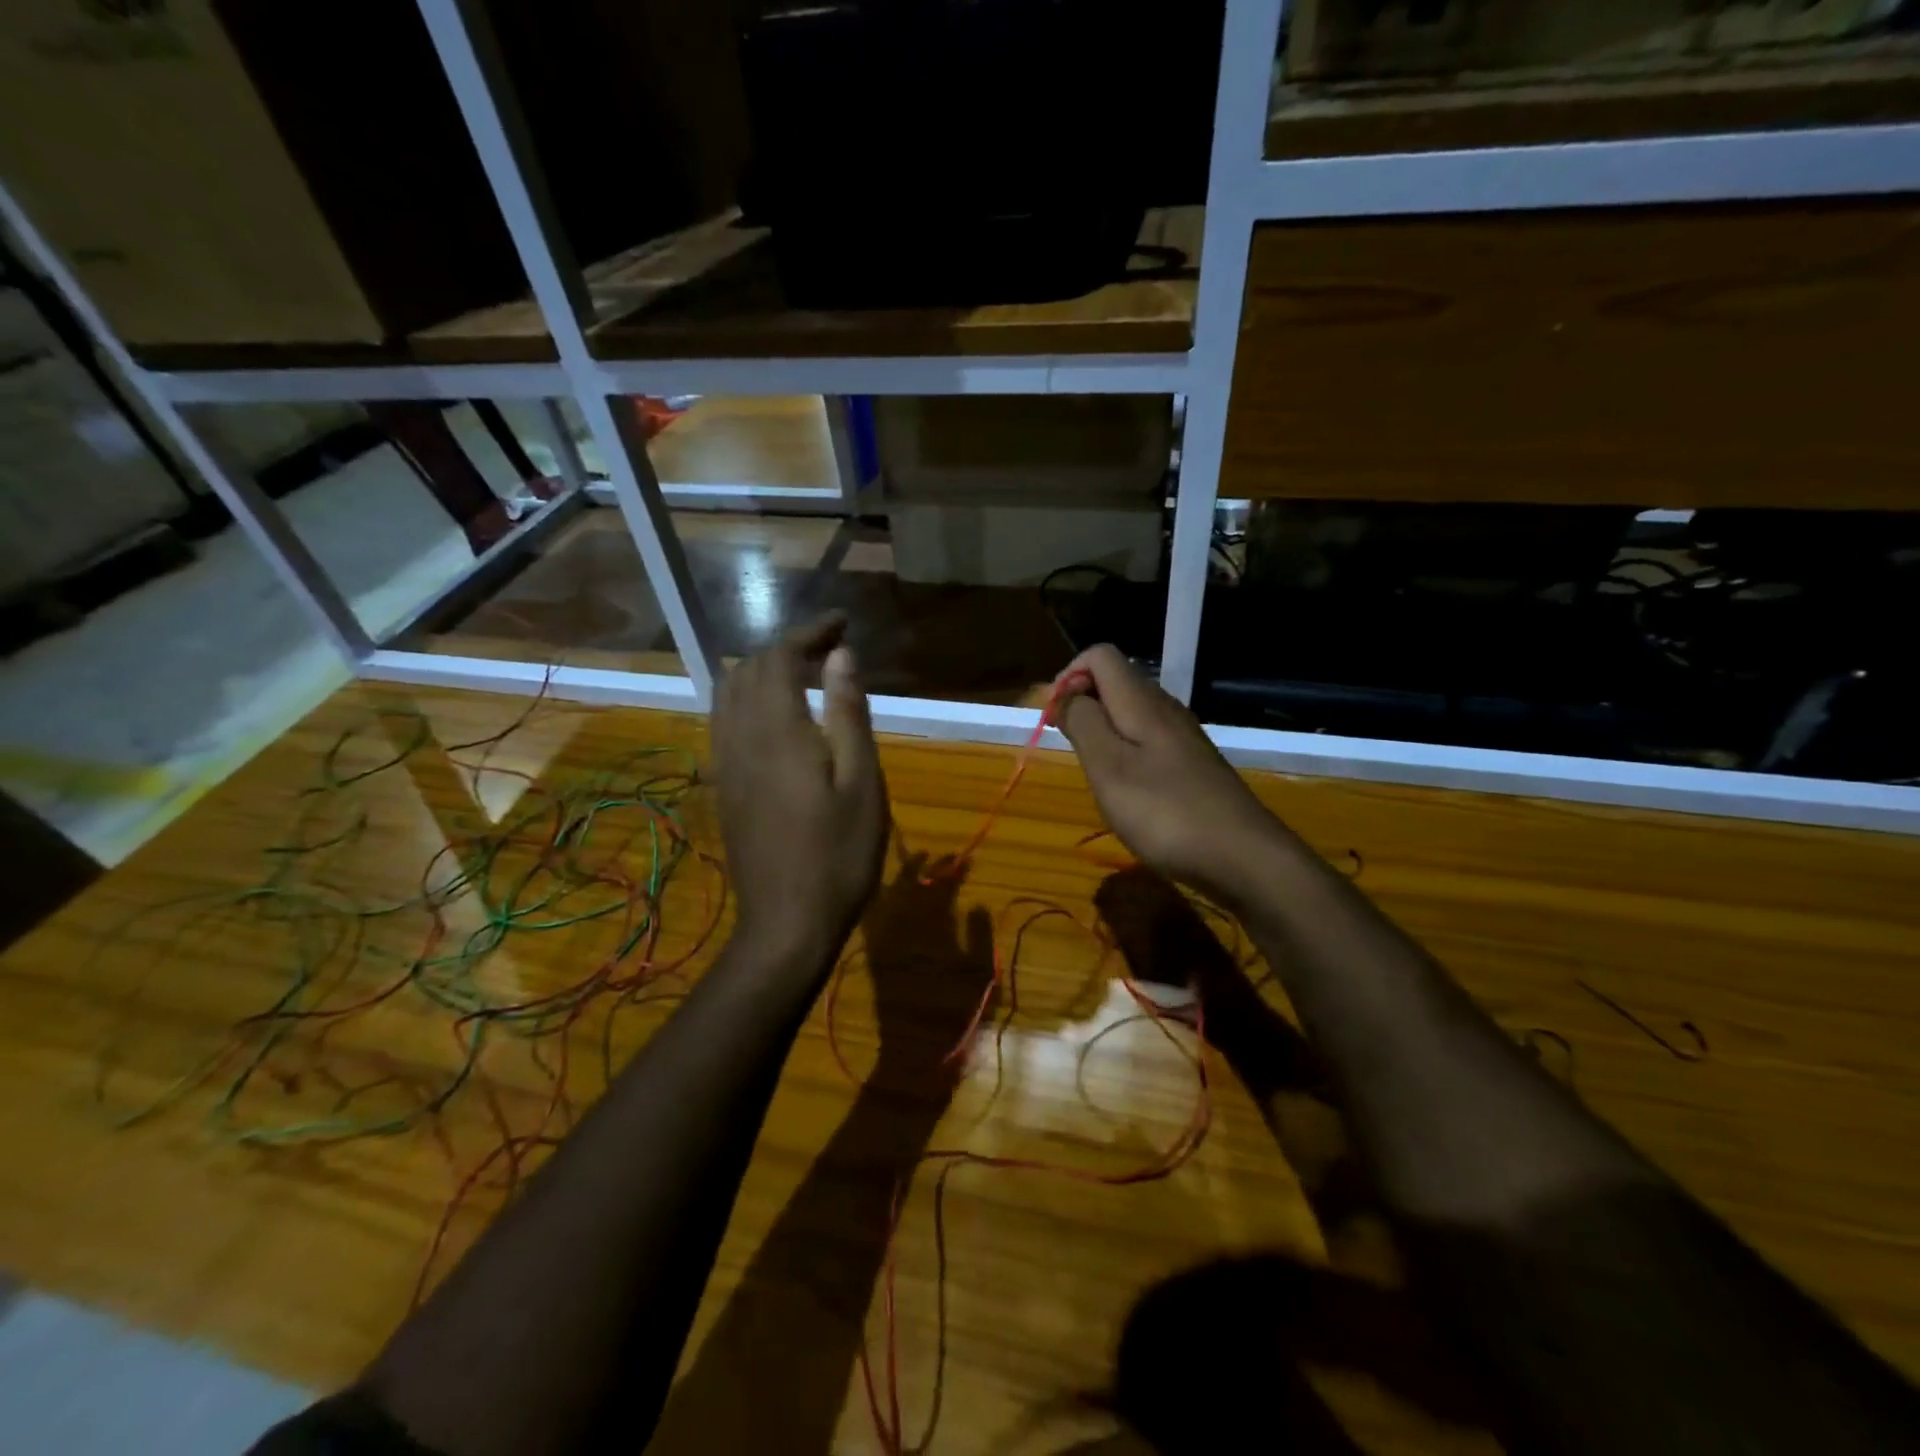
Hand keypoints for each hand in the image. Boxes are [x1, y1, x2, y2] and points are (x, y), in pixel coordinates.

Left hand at [712, 615, 887, 963]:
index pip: (779, 657)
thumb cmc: (838, 854)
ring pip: (728, 694)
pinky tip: (777, 718)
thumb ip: (847, 712)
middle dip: (787, 648)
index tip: (842, 624)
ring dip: (763, 672)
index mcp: (776, 730)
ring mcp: (725, 764)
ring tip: (804, 676)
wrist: (786, 923)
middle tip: (831, 651)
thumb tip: (842, 655)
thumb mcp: (860, 782)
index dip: (809, 632)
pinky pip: (724, 722)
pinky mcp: (724, 787)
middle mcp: (739, 737)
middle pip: (748, 669)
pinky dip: (748, 699)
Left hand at [860, 853, 994, 1079]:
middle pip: (912, 885)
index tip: (965, 859)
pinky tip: (888, 893)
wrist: (915, 1054)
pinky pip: (873, 917)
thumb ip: (979, 935)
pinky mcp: (874, 955)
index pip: (941, 887)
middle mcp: (903, 927)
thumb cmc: (956, 1014)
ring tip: (916, 865)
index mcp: (932, 928)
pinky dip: (880, 900)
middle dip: (927, 867)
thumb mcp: (980, 975)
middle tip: (942, 857)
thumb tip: (976, 904)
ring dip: (902, 877)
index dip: (953, 870)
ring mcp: (884, 940)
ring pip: (889, 896)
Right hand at [1054, 645, 1282, 906]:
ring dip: (1101, 729)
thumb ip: (1083, 723)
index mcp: (1141, 701)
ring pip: (1130, 712)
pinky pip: (1147, 740)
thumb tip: (1064, 694)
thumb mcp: (1108, 767)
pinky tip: (1123, 789)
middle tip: (1067, 745)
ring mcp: (1182, 738)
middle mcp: (1165, 709)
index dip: (1069, 676)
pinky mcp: (1191, 765)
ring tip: (1090, 769)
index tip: (1054, 718)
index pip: (1100, 655)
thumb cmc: (1165, 811)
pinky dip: (1123, 752)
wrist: (1243, 857)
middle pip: (1115, 681)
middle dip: (1081, 703)